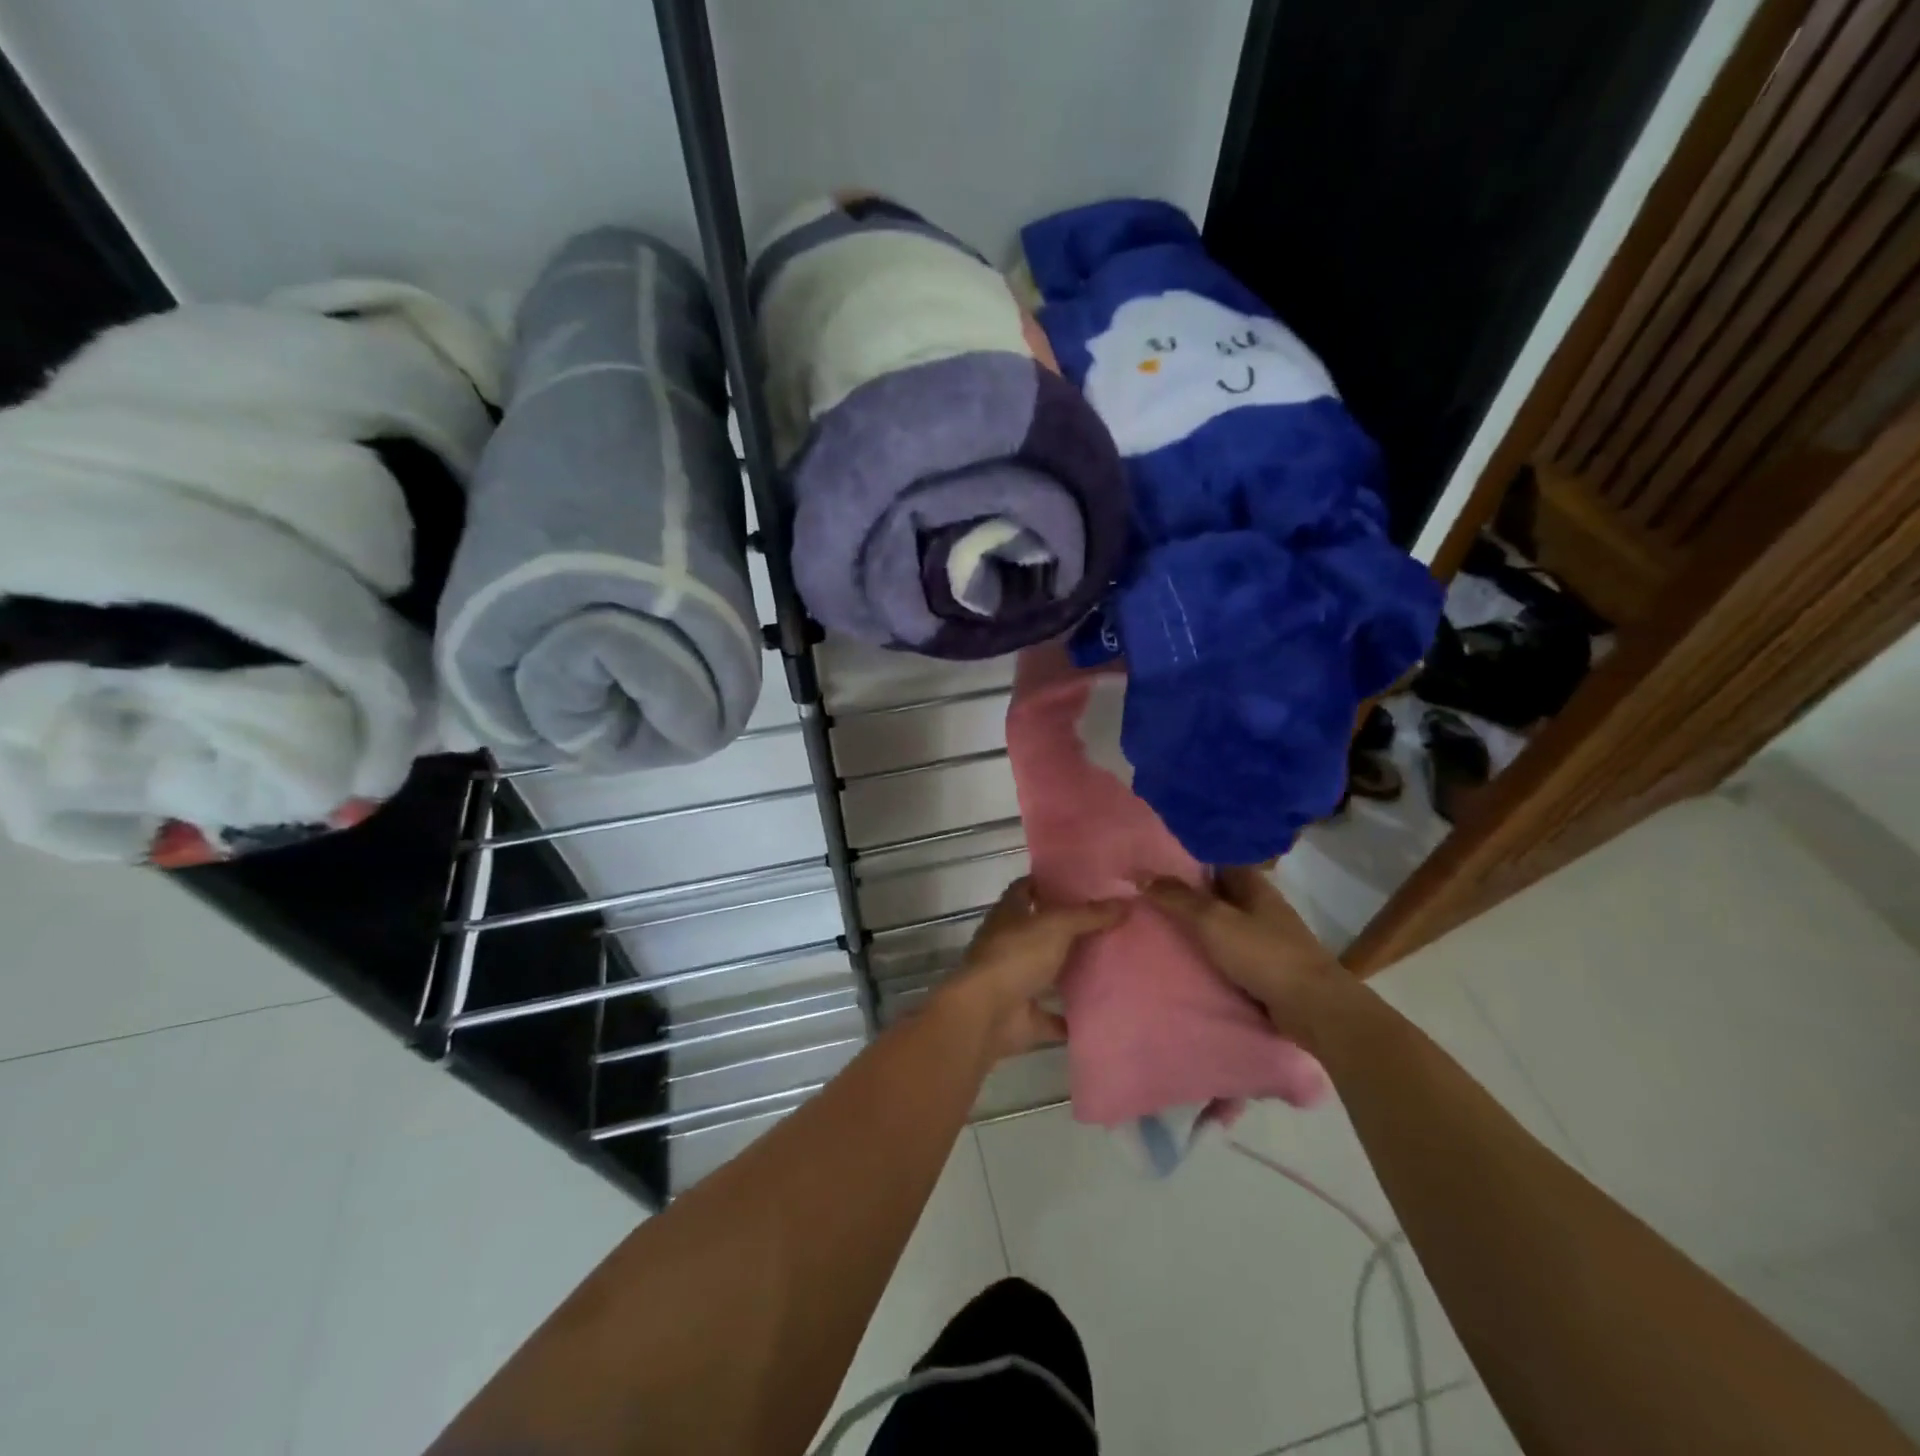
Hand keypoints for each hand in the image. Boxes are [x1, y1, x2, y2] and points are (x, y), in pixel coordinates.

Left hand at [932, 877, 1123, 1062]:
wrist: (987, 1014)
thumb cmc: (1016, 956)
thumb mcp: (1056, 926)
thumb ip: (1090, 914)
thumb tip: (1127, 902)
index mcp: (1009, 913)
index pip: (1028, 887)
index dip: (1051, 882)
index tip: (1084, 881)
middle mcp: (1009, 943)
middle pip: (1043, 930)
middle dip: (1072, 927)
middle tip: (1112, 921)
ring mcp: (1016, 979)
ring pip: (1050, 971)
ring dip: (1074, 970)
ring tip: (1116, 961)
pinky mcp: (1025, 1015)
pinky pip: (1055, 1015)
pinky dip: (1074, 1016)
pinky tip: (1105, 1009)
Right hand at [1144, 867, 1354, 1047]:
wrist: (1312, 1007)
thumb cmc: (1262, 953)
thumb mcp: (1212, 920)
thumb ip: (1178, 898)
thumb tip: (1143, 876)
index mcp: (1254, 885)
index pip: (1217, 860)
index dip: (1189, 859)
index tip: (1158, 862)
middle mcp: (1262, 905)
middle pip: (1220, 891)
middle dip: (1190, 892)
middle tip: (1151, 893)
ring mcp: (1268, 936)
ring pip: (1226, 921)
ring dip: (1201, 922)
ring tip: (1163, 923)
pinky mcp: (1268, 965)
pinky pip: (1232, 949)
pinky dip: (1213, 949)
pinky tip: (1190, 954)